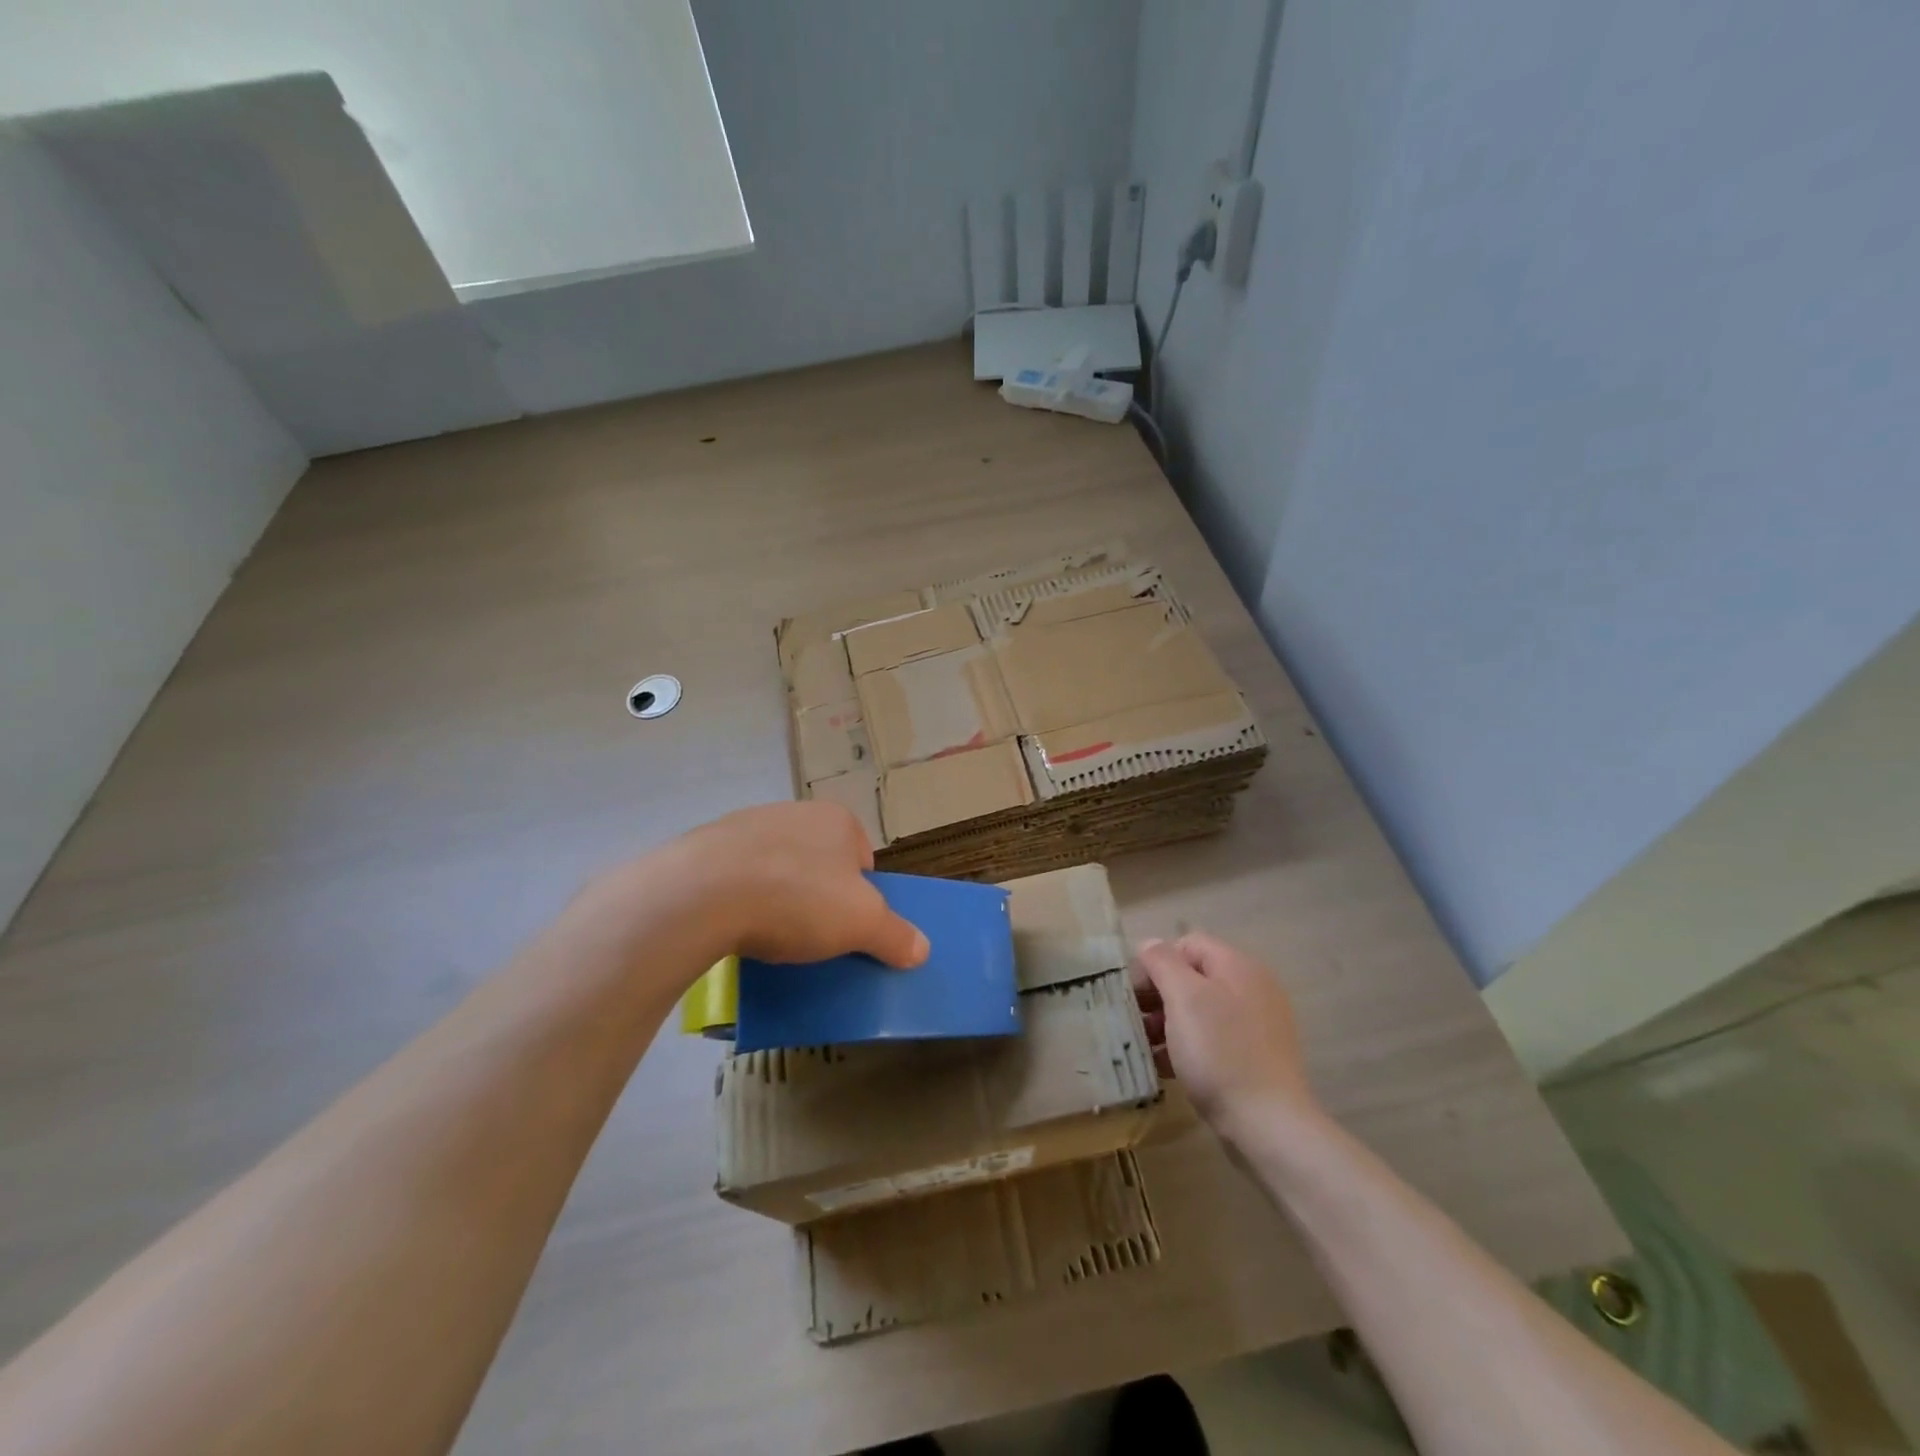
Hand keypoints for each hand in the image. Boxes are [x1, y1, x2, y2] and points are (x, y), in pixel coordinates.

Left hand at [654, 801, 928, 972]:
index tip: (846, 925)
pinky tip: (735, 924)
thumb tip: (921, 949)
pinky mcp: (707, 846)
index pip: (862, 858)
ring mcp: (748, 825)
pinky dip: (741, 897)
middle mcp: (795, 812)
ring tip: (770, 934)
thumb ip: (895, 935)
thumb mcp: (862, 924)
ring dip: (778, 895)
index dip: (861, 895)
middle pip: (819, 862)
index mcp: (838, 820)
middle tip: (810, 933)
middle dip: (818, 894)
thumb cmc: (798, 898)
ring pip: (777, 867)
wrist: (702, 893)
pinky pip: (737, 875)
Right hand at [1133, 933, 1318, 1144]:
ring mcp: (1256, 1025)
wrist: (1268, 1125)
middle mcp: (1251, 988)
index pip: (1186, 944)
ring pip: (1200, 1010)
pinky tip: (1165, 1066)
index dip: (1156, 961)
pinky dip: (1187, 1046)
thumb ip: (1163, 962)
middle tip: (1135, 1020)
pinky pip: (1212, 1039)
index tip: (1134, 993)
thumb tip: (1149, 945)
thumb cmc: (1220, 1052)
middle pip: (1193, 976)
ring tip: (1145, 1046)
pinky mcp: (1253, 1058)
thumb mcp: (1184, 998)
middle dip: (1159, 994)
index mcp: (1238, 966)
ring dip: (1168, 1022)